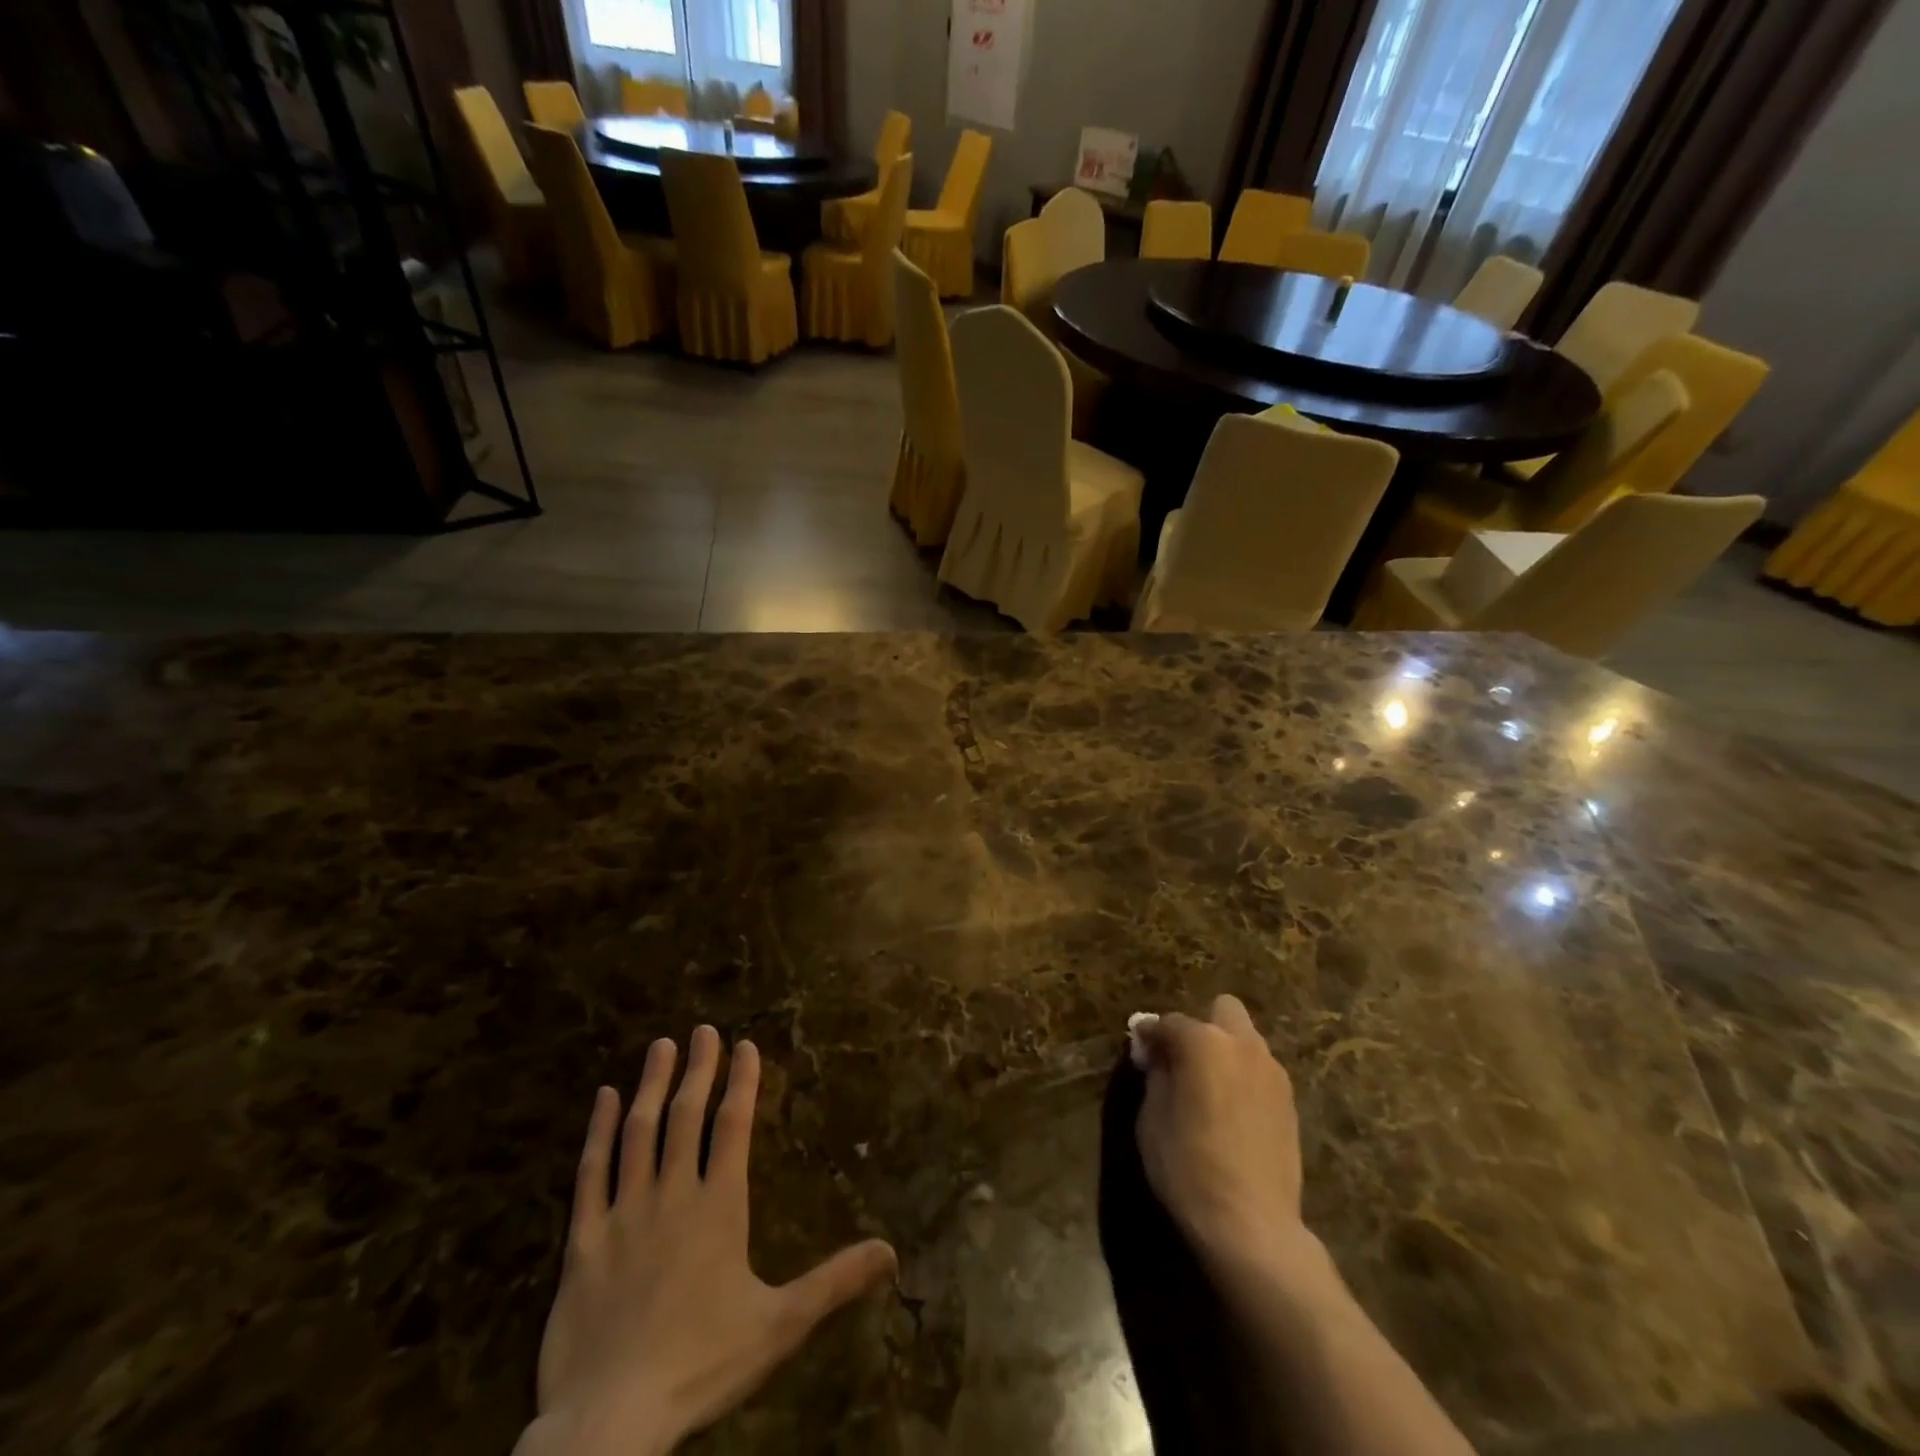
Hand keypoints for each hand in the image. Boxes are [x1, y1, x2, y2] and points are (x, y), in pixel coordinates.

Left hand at [518, 1027, 897, 1455]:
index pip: (734, 1126)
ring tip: (661, 1046)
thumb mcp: (780, 1326)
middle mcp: (672, 1195)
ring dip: (652, 1086)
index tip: (744, 1044)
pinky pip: (590, 1174)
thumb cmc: (702, 1366)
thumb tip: (891, 1250)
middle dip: (698, 1069)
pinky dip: (598, 1132)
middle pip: (687, 1116)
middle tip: (702, 1030)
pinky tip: (604, 1099)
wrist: (609, 1423)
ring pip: (639, 1133)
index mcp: (719, 1207)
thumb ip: (834, 1281)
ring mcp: (623, 1214)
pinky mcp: (583, 1242)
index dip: (742, 1082)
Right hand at [1134, 995, 1307, 1273]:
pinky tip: (1232, 1113)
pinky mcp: (1290, 1101)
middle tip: (1184, 1061)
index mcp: (1204, 1042)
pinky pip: (1260, 1071)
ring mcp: (1272, 1072)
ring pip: (1245, 1040)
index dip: (1150, 1036)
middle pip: (1223, 1009)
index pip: (1169, 1022)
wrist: (1252, 1225)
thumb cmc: (1188, 1166)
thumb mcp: (1152, 1118)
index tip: (1140, 1050)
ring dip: (1225, 1052)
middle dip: (1202, 1026)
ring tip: (1209, 1090)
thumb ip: (1156, 1074)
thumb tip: (1156, 1053)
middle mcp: (1243, 1045)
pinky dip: (1243, 1078)